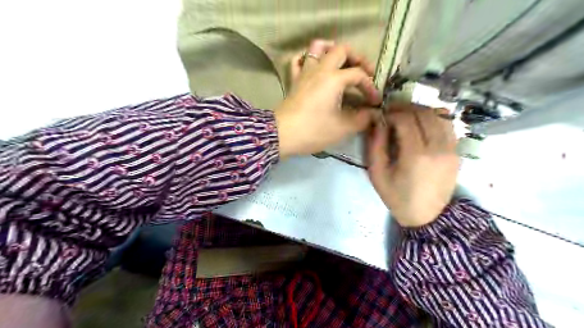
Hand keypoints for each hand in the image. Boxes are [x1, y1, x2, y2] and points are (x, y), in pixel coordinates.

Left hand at [276, 40, 383, 156]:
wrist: (282, 135)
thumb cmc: (313, 130)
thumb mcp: (342, 128)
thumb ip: (362, 119)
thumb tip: (372, 113)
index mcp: (334, 78)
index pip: (358, 74)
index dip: (370, 86)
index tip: (375, 101)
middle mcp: (320, 69)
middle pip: (341, 49)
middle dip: (356, 58)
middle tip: (363, 72)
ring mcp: (304, 72)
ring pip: (317, 48)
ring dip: (332, 50)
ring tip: (341, 63)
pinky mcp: (294, 80)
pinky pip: (298, 61)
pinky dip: (307, 59)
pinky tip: (314, 68)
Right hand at [366, 104, 458, 226]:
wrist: (426, 216)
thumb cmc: (397, 196)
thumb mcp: (377, 173)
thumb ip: (375, 145)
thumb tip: (378, 121)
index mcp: (415, 155)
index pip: (406, 120)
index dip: (393, 113)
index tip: (383, 116)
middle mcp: (438, 148)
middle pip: (424, 113)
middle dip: (406, 108)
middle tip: (393, 112)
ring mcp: (451, 149)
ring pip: (440, 115)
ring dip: (422, 111)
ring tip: (408, 116)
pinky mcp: (457, 152)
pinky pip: (449, 126)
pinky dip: (435, 119)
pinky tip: (423, 125)